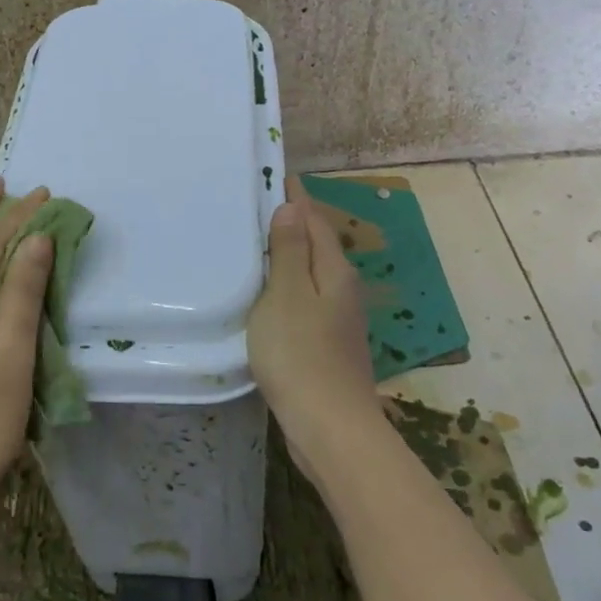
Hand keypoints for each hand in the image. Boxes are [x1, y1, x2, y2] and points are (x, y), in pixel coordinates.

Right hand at [248, 176, 384, 482]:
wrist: (329, 426)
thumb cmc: (300, 353)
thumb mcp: (286, 295)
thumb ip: (290, 251)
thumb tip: (292, 208)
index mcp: (335, 271)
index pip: (315, 220)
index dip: (296, 197)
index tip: (277, 174)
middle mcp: (343, 289)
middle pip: (318, 244)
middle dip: (294, 222)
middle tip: (258, 205)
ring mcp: (338, 319)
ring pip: (312, 273)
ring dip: (290, 255)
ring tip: (258, 243)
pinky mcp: (327, 344)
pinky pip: (305, 299)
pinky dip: (288, 286)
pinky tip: (268, 294)